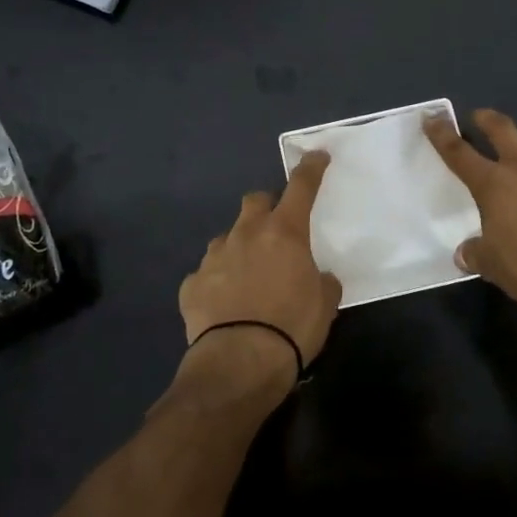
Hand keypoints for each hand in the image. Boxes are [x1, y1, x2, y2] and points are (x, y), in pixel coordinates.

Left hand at [177, 151, 342, 384]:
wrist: (239, 362)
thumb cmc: (292, 328)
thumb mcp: (325, 305)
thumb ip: (322, 281)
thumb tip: (317, 276)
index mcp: (284, 233)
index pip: (301, 187)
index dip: (310, 168)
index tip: (316, 155)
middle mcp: (246, 234)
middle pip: (255, 201)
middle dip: (266, 207)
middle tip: (276, 229)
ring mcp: (214, 257)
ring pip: (227, 237)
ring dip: (239, 246)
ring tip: (248, 275)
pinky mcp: (191, 284)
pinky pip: (206, 273)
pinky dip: (217, 281)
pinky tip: (224, 304)